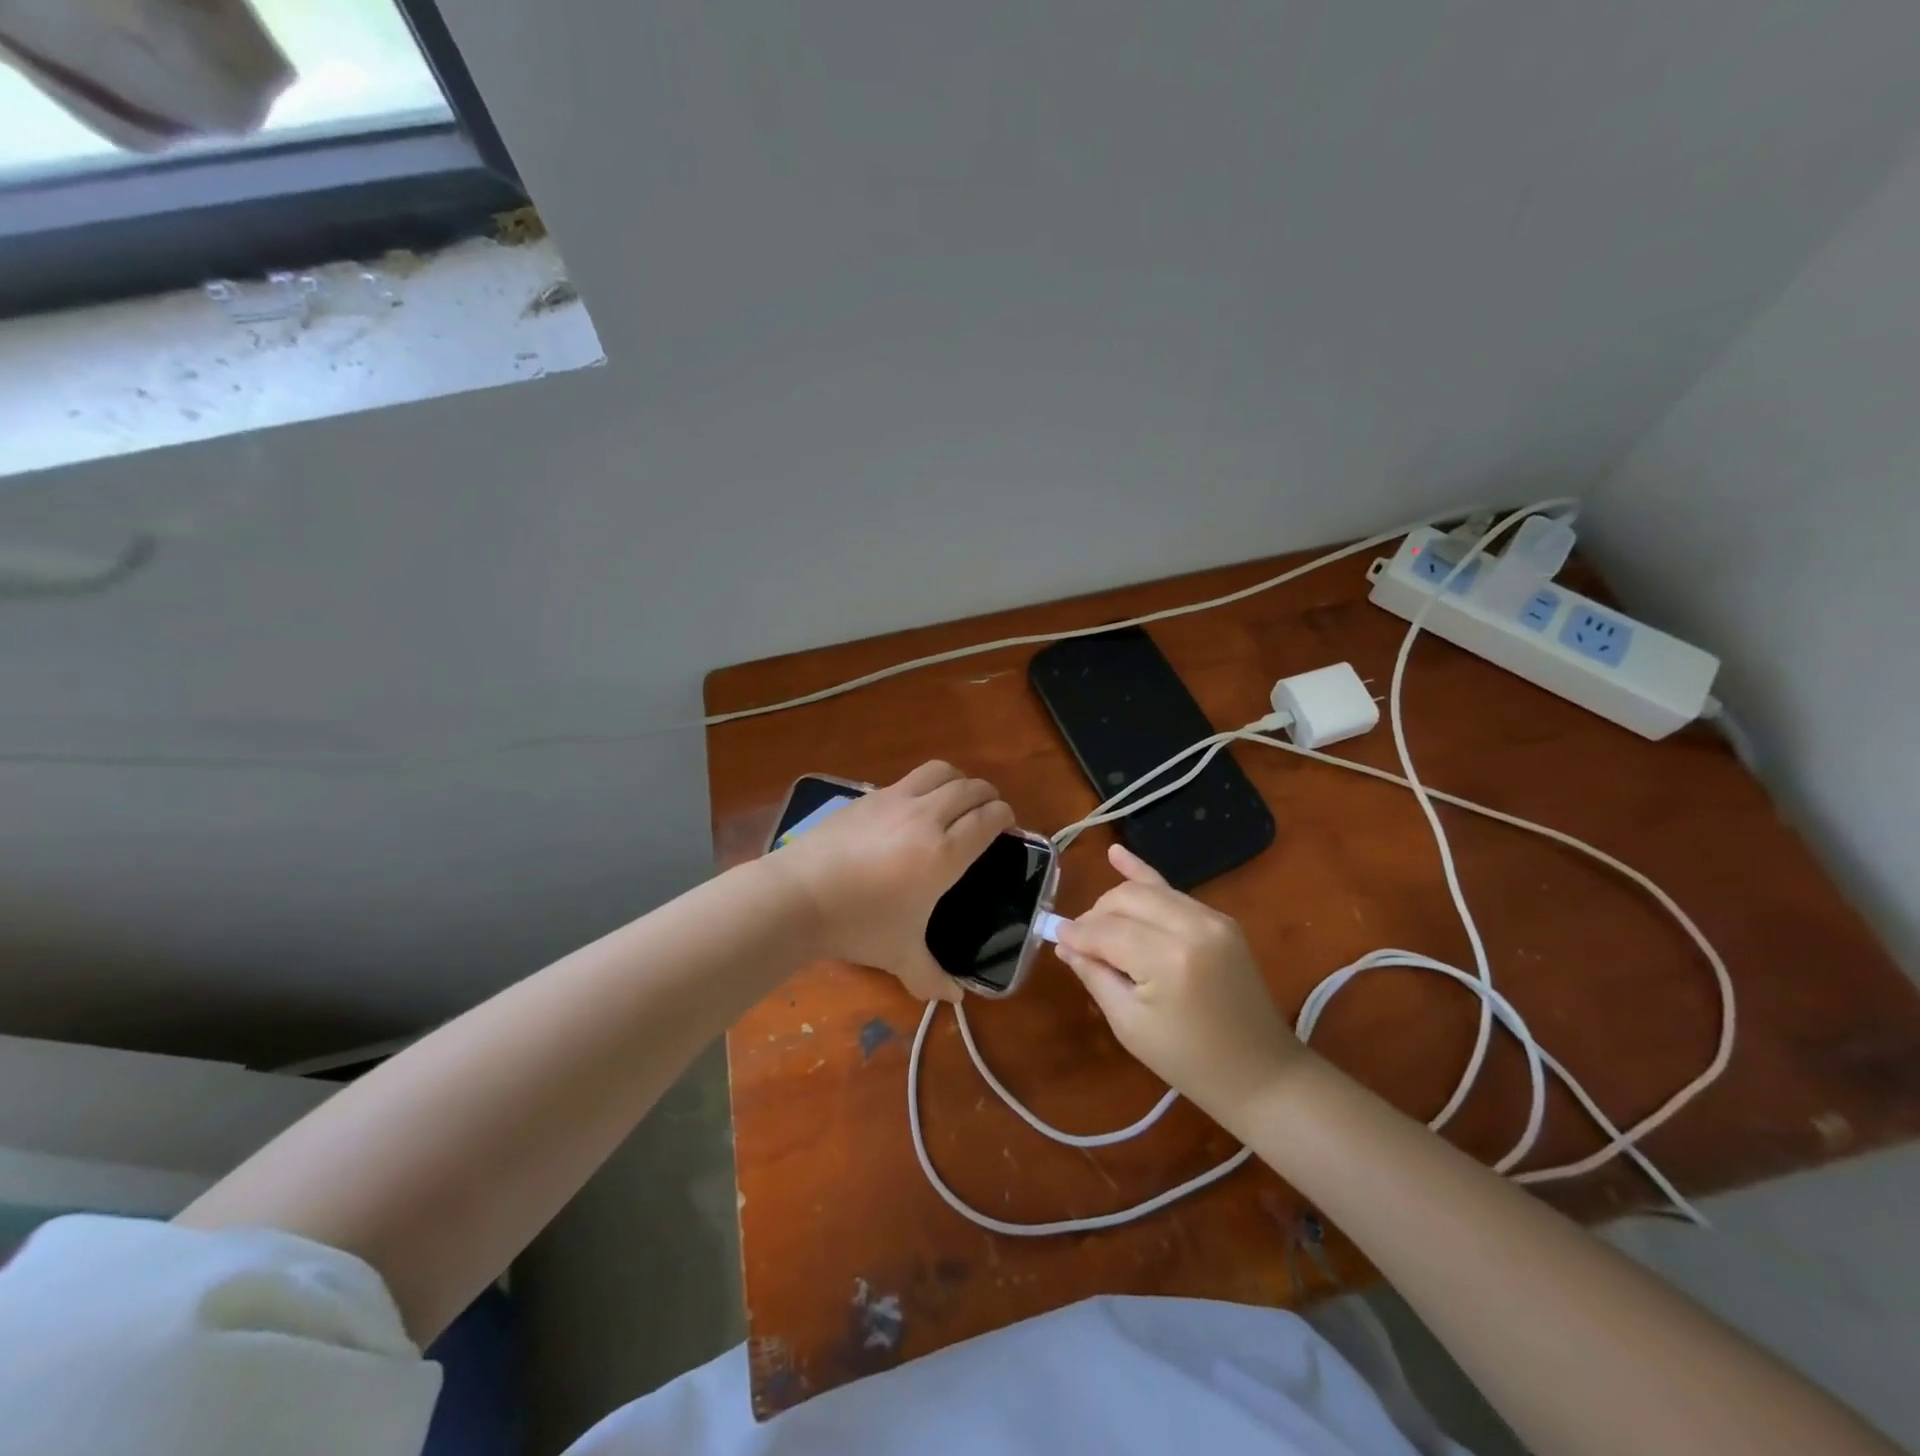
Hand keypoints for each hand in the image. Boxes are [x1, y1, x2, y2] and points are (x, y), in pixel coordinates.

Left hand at [768, 762, 1013, 1001]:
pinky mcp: (868, 795)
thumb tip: (954, 999)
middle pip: (970, 789)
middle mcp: (927, 817)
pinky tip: (913, 807)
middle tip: (987, 812)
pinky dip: (924, 785)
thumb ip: (931, 976)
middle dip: (987, 796)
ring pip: (940, 771)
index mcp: (944, 853)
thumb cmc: (858, 926)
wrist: (798, 895)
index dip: (1003, 817)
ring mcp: (895, 800)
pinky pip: (908, 779)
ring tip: (956, 798)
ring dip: (958, 780)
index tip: (1006, 825)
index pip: (988, 819)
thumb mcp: (899, 955)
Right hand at [1054, 844, 1304, 1128]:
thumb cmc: (1188, 1061)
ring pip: (1146, 890)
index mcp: (1169, 959)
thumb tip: (1065, 942)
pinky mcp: (1220, 919)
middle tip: (1081, 944)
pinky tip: (1116, 854)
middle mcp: (1192, 926)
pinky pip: (1173, 891)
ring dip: (1116, 903)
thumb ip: (1095, 975)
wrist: (1261, 1073)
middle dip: (1096, 916)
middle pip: (1125, 899)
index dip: (1077, 934)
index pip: (1106, 930)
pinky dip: (1144, 876)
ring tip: (1099, 926)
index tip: (1056, 938)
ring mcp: (1211, 918)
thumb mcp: (1129, 1025)